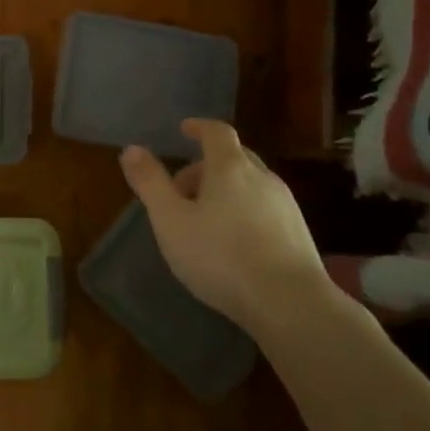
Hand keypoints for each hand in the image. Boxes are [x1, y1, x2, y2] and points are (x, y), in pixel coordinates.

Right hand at [119, 119, 330, 330]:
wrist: (289, 303)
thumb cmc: (220, 256)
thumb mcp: (170, 220)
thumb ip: (150, 183)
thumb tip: (131, 149)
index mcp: (230, 167)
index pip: (216, 132)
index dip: (199, 127)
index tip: (184, 130)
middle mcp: (262, 177)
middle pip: (234, 157)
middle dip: (206, 166)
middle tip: (182, 190)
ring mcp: (285, 205)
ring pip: (251, 184)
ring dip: (226, 191)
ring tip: (204, 221)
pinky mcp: (298, 233)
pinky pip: (265, 208)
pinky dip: (244, 211)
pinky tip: (233, 244)